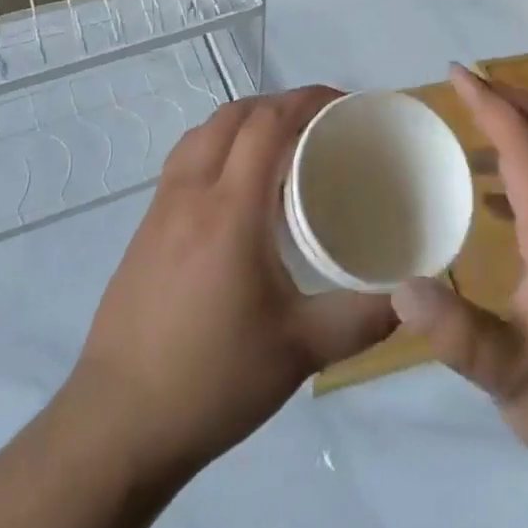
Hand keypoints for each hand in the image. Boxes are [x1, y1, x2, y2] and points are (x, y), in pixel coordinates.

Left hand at [70, 87, 397, 489]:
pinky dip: (216, 148)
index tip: (341, 103)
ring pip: (201, 134)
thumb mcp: (301, 352)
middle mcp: (191, 194)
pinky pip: (183, 162)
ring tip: (278, 147)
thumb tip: (411, 296)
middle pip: (232, 116)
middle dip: (277, 104)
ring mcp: (159, 210)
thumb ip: (362, 318)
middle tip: (317, 123)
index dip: (305, 100)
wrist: (116, 427)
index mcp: (230, 210)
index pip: (267, 124)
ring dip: (242, 122)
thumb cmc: (213, 381)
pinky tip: (234, 191)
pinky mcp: (143, 232)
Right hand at [390, 66, 527, 522]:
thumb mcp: (513, 380)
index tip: (456, 74)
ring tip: (475, 143)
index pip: (526, 146)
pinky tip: (503, 211)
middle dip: (513, 100)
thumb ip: (457, 334)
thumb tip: (399, 289)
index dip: (490, 103)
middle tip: (469, 87)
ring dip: (525, 136)